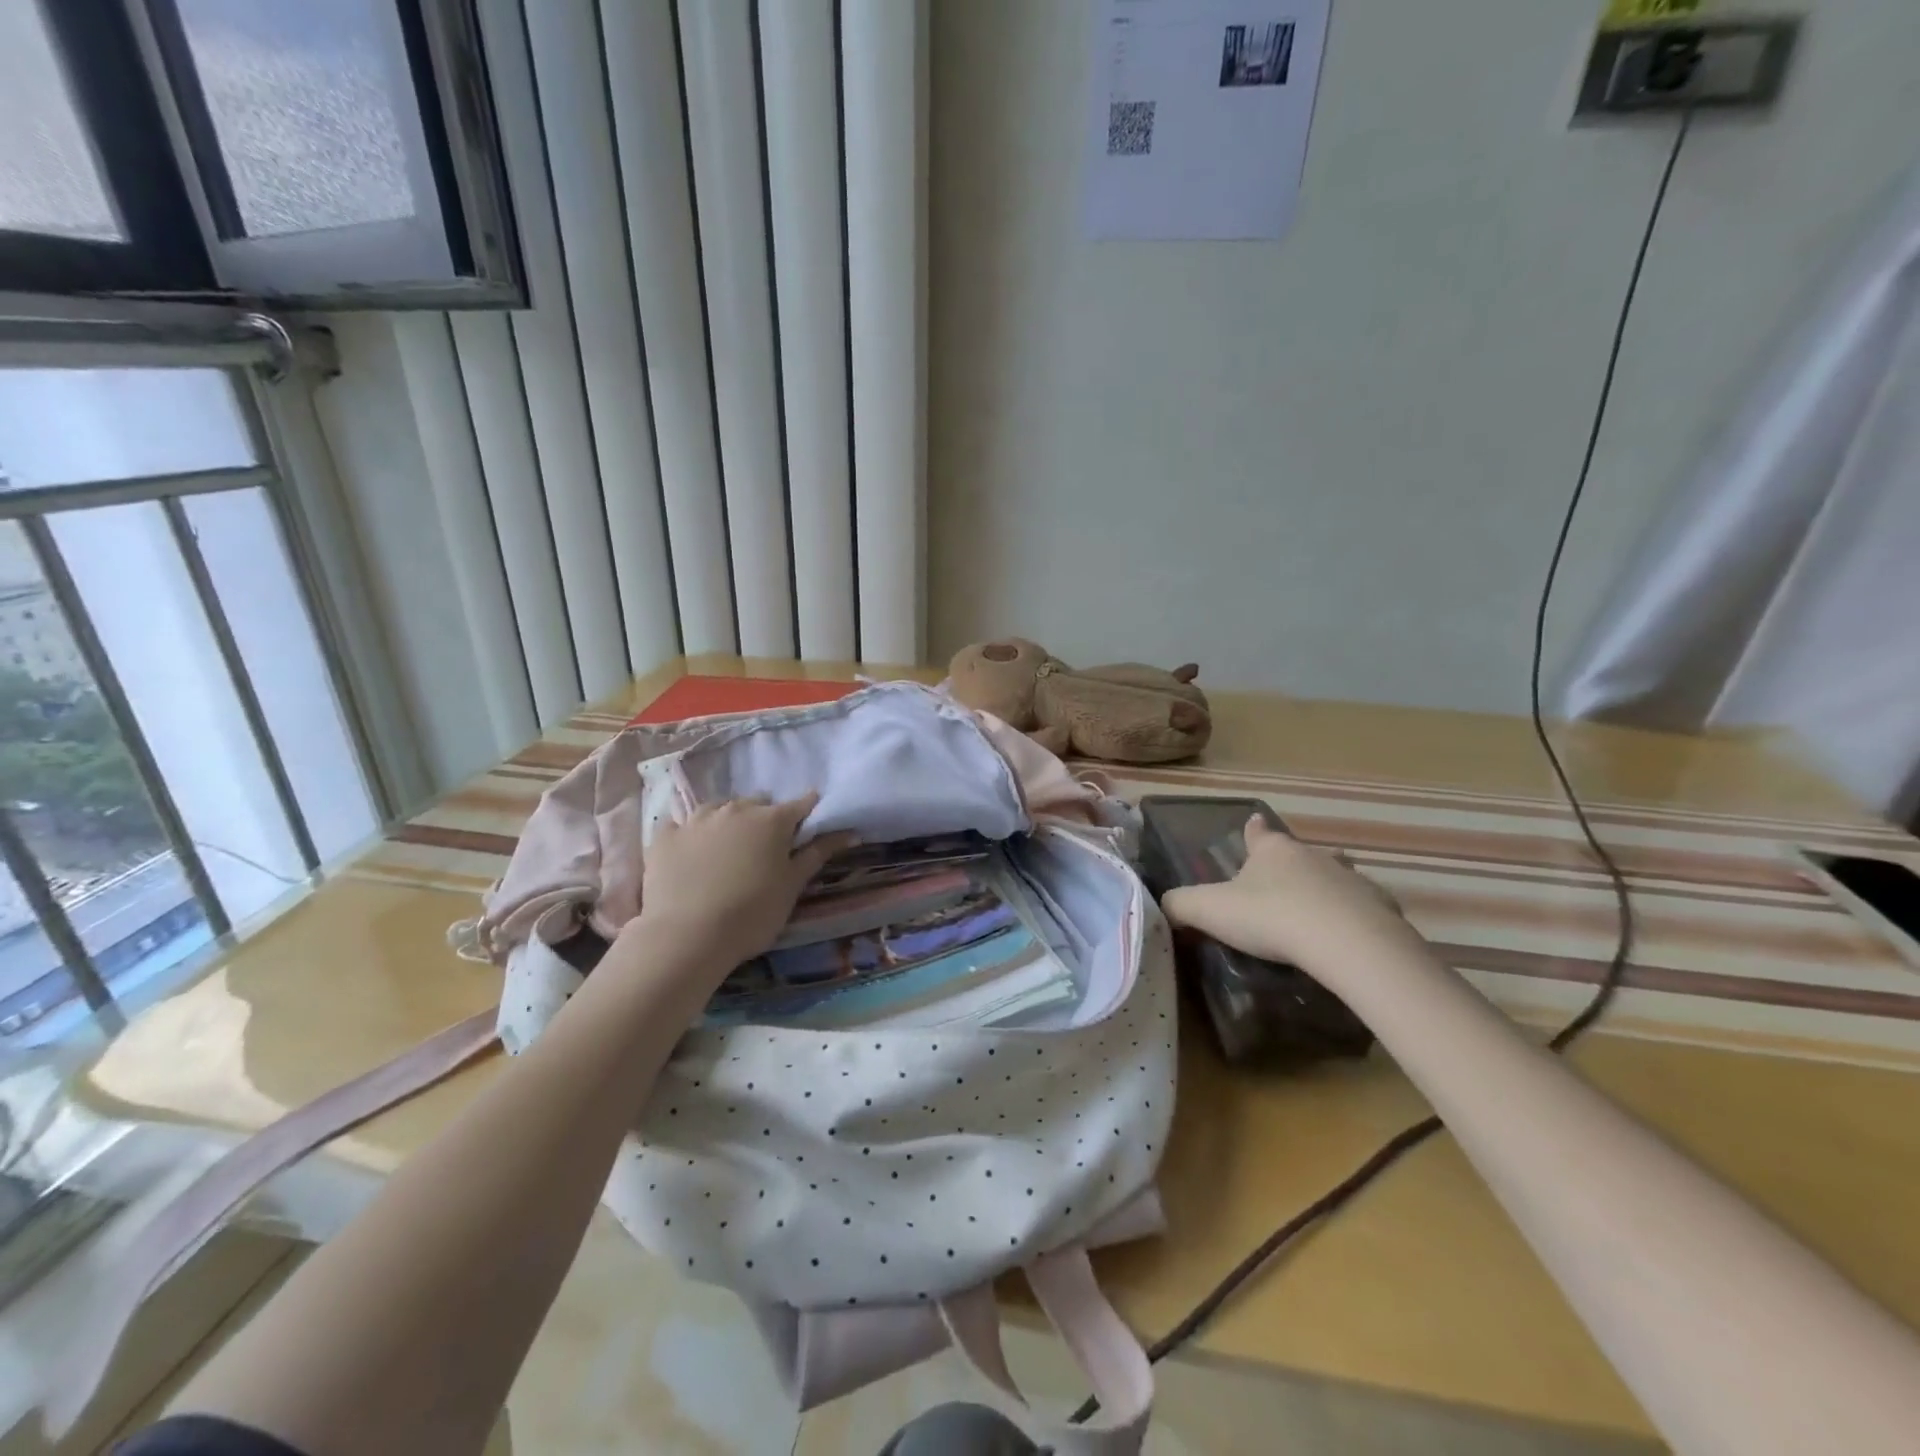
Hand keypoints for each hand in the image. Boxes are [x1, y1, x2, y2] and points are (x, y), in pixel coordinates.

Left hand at [630, 793, 855, 972]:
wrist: (686, 937)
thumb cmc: (751, 913)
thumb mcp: (792, 886)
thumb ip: (818, 854)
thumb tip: (850, 832)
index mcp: (772, 819)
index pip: (801, 804)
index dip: (808, 813)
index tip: (809, 827)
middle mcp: (735, 809)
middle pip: (758, 803)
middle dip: (765, 818)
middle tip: (765, 850)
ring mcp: (696, 820)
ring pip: (719, 809)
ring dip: (729, 821)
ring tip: (728, 850)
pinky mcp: (665, 836)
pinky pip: (682, 826)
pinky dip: (691, 835)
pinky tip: (691, 855)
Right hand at [1160, 815, 1414, 974]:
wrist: (1347, 943)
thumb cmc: (1271, 917)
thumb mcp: (1210, 910)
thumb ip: (1181, 905)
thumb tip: (1164, 904)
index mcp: (1272, 851)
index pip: (1258, 833)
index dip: (1251, 830)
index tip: (1252, 822)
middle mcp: (1312, 856)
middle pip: (1297, 855)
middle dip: (1287, 867)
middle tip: (1275, 888)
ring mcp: (1350, 880)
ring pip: (1332, 878)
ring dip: (1322, 891)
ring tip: (1312, 913)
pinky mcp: (1380, 909)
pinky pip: (1360, 910)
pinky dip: (1351, 919)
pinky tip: (1344, 940)